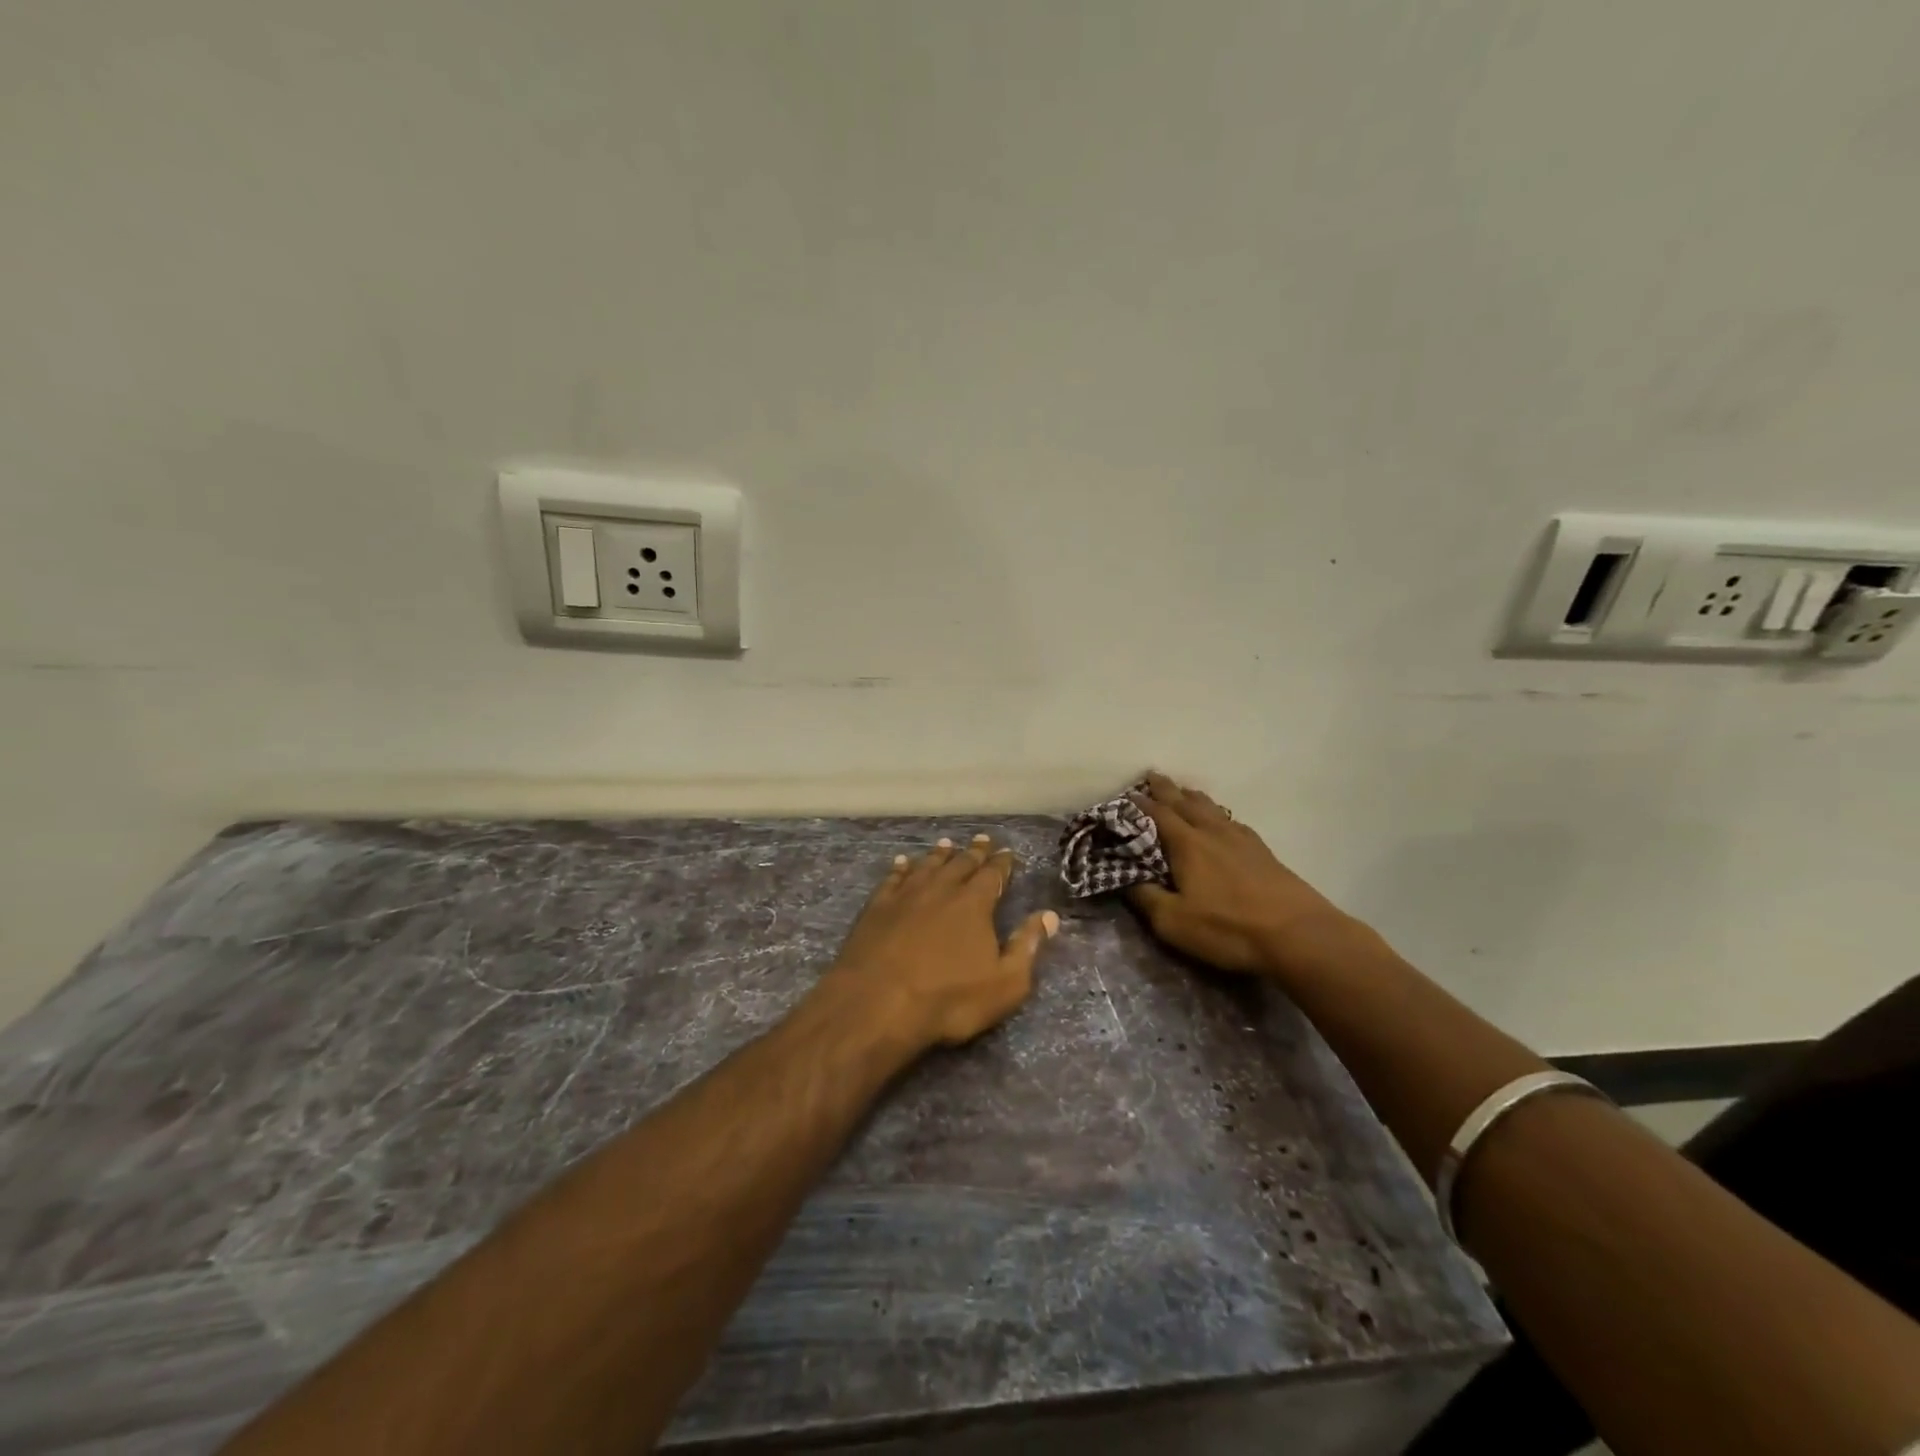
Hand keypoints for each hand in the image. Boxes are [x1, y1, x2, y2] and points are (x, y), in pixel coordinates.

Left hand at [828, 834, 1059, 1047]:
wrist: (877, 1004)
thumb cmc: (948, 999)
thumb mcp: (1004, 984)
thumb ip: (1027, 947)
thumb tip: (1048, 915)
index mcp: (974, 904)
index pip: (993, 875)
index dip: (1002, 863)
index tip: (1008, 852)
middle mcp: (941, 889)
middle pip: (961, 863)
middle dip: (974, 852)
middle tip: (982, 840)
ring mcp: (905, 896)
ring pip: (927, 865)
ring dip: (939, 854)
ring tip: (946, 844)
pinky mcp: (876, 908)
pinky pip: (892, 879)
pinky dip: (900, 868)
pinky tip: (902, 862)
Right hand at [1126, 771, 1354, 973]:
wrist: (1298, 934)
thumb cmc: (1228, 928)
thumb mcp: (1173, 921)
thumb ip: (1145, 897)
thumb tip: (1123, 877)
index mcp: (1186, 844)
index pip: (1156, 814)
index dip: (1138, 804)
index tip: (1124, 795)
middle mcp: (1212, 833)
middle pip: (1184, 803)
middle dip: (1166, 789)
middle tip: (1152, 776)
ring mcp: (1241, 840)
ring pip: (1211, 808)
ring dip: (1193, 797)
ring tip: (1183, 790)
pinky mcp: (1263, 852)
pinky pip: (1232, 821)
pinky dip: (1218, 814)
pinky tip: (1222, 820)